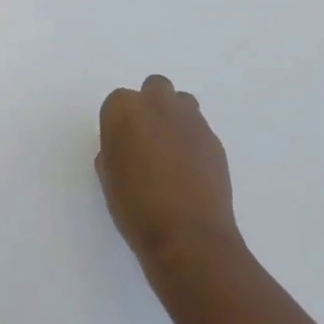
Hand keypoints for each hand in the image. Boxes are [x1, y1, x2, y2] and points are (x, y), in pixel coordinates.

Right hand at [97, 75, 240, 274]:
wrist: (188, 235)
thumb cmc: (136, 207)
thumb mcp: (109, 179)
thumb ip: (113, 152)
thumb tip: (126, 149)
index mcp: (125, 111)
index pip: (117, 102)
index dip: (118, 124)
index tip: (120, 146)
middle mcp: (159, 105)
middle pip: (154, 88)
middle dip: (150, 107)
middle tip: (146, 141)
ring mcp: (191, 120)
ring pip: (181, 102)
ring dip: (174, 117)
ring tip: (170, 152)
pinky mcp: (214, 139)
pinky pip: (199, 129)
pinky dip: (192, 141)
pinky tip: (189, 170)